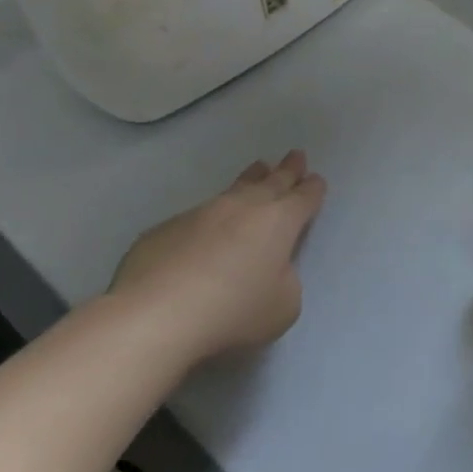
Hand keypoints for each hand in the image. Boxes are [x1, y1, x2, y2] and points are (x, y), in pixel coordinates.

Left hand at [109, 150, 326, 361]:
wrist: (155, 315)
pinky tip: (207, 228)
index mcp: (279, 222)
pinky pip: (196, 217)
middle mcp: (242, 208)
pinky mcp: (165, 230)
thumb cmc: (233, 310)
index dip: (313, 189)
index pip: (303, 198)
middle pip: (272, 182)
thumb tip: (269, 271)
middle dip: (287, 170)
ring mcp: (201, 214)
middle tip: (296, 156)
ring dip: (251, 180)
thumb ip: (285, 280)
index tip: (317, 180)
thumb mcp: (283, 305)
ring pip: (233, 190)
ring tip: (258, 168)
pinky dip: (210, 218)